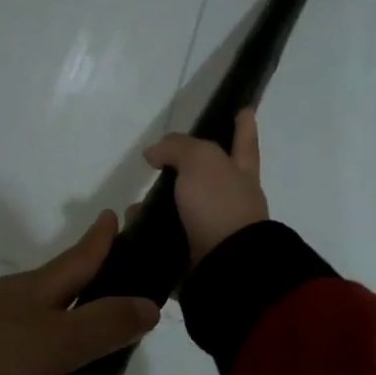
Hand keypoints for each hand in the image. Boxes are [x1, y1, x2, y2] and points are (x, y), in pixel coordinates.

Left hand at [0, 211, 159, 374]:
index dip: (103, 240)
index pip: (81, 259)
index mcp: (36, 294)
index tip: (119, 216)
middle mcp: (22, 323)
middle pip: (81, 333)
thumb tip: (149, 304)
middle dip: (110, 368)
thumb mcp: (56, 338)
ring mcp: (4, 365)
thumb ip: (105, 323)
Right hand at [143, 109, 269, 266]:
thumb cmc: (219, 204)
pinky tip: (130, 230)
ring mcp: (215, 228)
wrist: (225, 265)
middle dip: (186, 169)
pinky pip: (168, 238)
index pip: (243, 141)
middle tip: (160, 164)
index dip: (243, 126)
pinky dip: (150, 233)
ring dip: (158, 206)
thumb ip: (177, 148)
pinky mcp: (196, 254)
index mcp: (240, 172)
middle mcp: (232, 199)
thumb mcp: (200, 160)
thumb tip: (154, 154)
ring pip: (183, 210)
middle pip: (209, 177)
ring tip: (132, 206)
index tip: (245, 110)